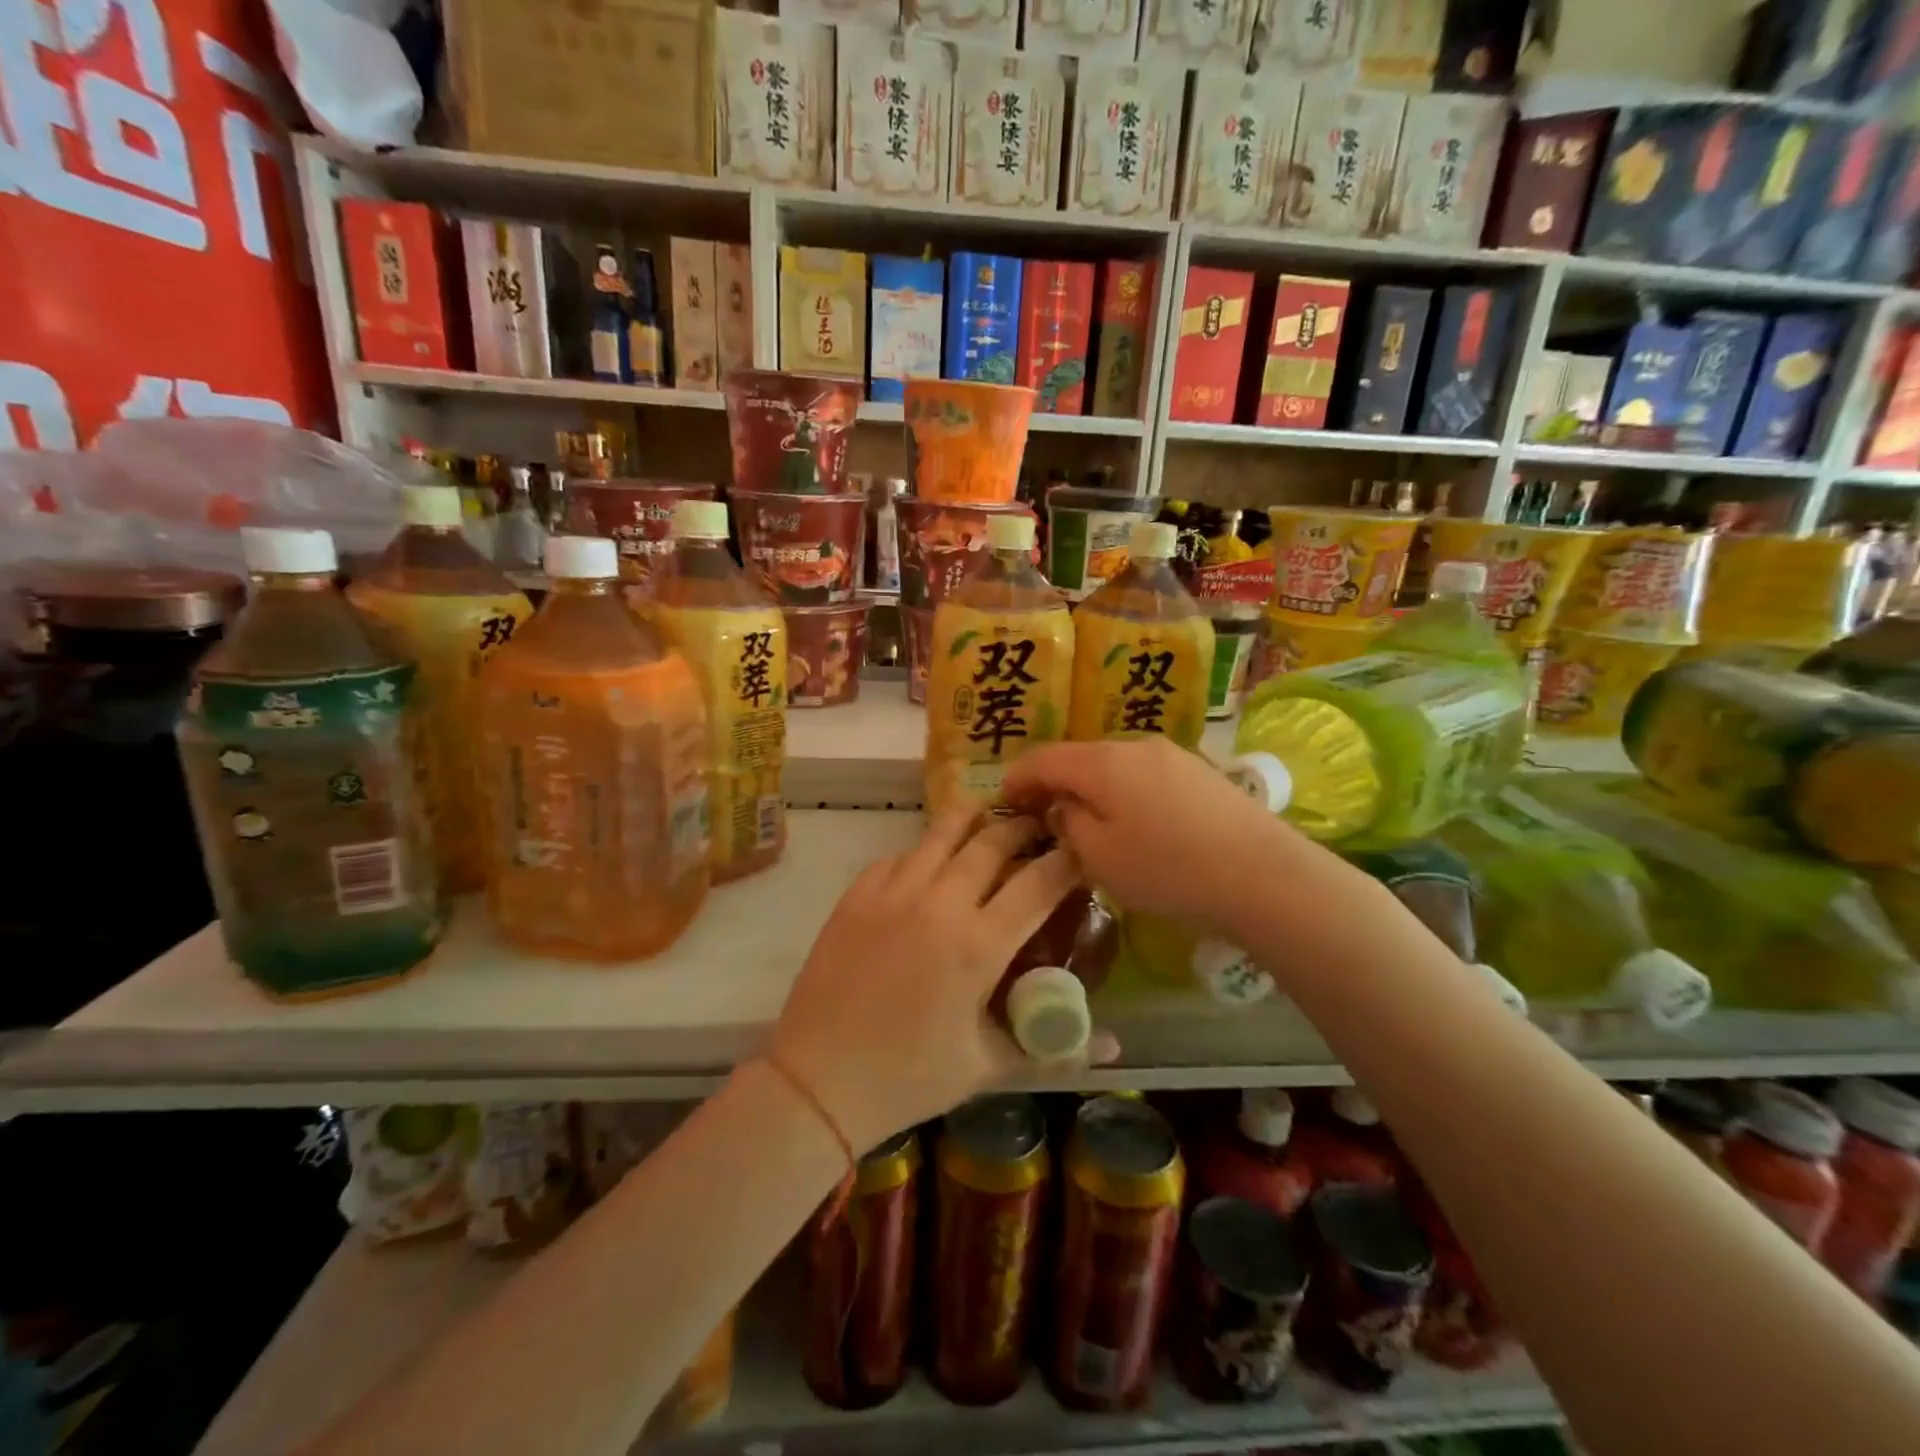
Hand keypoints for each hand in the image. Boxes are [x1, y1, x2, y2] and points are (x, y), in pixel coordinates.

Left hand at [763, 809, 1093, 1153]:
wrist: (819, 1079)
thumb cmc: (911, 1077)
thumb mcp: (988, 1065)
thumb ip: (1053, 1047)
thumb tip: (1114, 1046)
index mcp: (978, 944)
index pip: (1038, 882)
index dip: (1067, 860)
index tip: (1080, 850)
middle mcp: (939, 903)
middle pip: (992, 842)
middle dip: (1022, 827)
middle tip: (1037, 826)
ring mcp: (893, 892)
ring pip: (942, 831)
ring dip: (972, 820)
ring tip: (988, 818)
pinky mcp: (857, 894)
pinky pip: (899, 854)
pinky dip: (923, 850)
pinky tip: (929, 862)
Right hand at [1001, 738, 1306, 936]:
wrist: (1263, 874)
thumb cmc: (1168, 868)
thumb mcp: (1099, 856)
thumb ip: (1068, 823)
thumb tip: (1063, 806)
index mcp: (1101, 762)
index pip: (1042, 758)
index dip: (1016, 778)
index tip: (1003, 802)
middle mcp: (1134, 745)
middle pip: (1079, 757)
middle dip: (1054, 783)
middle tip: (1041, 816)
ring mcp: (1171, 754)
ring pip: (1112, 765)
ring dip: (1090, 788)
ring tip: (1086, 821)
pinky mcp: (1198, 771)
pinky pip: (1143, 775)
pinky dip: (1123, 792)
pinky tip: (1133, 822)